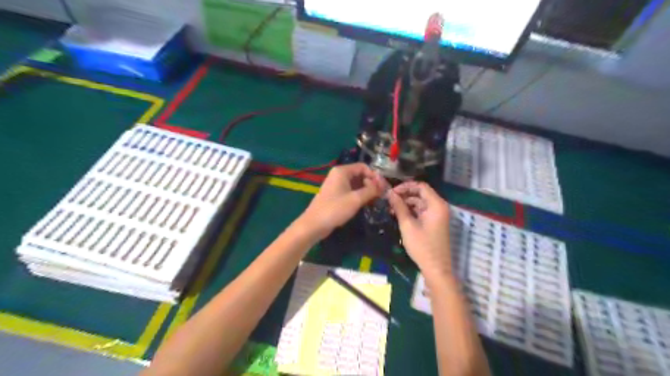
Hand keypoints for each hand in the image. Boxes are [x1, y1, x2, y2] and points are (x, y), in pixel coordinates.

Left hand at [297, 162, 384, 240]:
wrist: (314, 224)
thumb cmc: (335, 209)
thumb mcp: (356, 199)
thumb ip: (371, 190)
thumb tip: (382, 185)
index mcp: (342, 171)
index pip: (363, 167)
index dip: (374, 176)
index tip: (383, 187)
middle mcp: (338, 175)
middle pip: (360, 174)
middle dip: (371, 183)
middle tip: (381, 195)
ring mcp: (336, 185)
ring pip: (356, 184)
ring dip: (366, 190)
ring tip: (376, 200)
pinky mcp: (335, 195)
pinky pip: (350, 191)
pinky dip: (359, 195)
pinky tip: (366, 204)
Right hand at [386, 180, 451, 281]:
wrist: (435, 268)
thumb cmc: (422, 246)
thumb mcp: (407, 225)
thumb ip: (399, 206)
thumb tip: (389, 193)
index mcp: (436, 204)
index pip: (420, 186)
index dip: (405, 186)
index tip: (391, 192)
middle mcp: (439, 206)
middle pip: (420, 193)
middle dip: (404, 195)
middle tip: (388, 200)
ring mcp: (437, 215)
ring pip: (419, 202)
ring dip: (406, 203)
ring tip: (390, 208)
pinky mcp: (433, 222)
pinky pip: (421, 211)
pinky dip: (410, 211)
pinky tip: (398, 214)